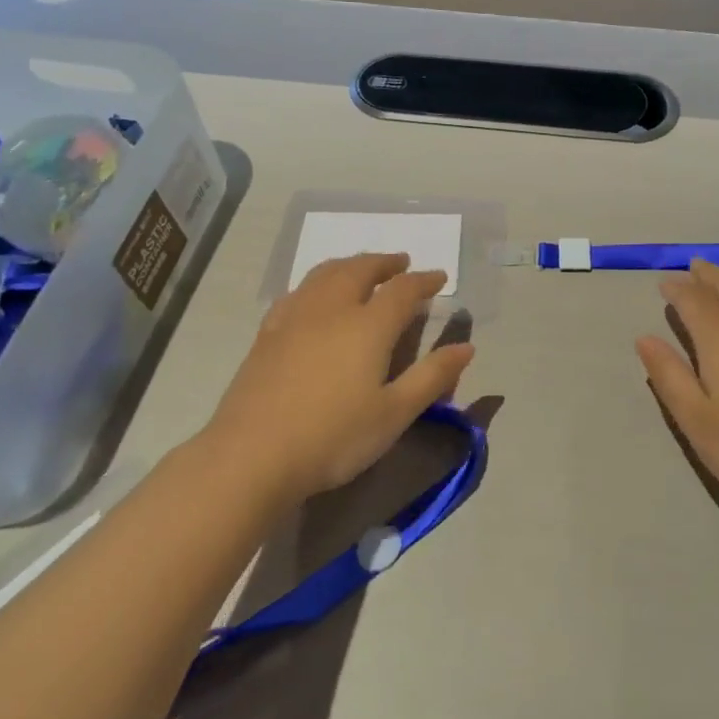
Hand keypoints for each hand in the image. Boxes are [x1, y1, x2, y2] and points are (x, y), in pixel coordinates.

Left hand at [201, 253, 474, 503]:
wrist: (252, 456)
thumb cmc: (333, 437)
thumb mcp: (395, 413)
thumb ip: (432, 377)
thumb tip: (466, 347)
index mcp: (368, 326)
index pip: (403, 290)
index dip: (424, 280)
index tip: (440, 277)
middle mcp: (331, 310)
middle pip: (360, 269)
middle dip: (384, 262)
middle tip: (401, 262)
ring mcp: (294, 318)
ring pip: (325, 274)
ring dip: (350, 264)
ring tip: (362, 268)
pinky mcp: (267, 334)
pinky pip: (297, 292)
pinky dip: (317, 283)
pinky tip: (314, 297)